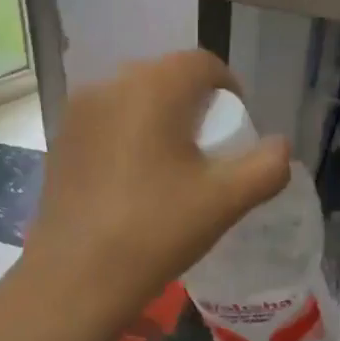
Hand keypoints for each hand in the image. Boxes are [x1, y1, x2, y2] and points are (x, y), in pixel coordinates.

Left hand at [24, 50, 291, 316]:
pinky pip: (106, 122)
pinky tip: (131, 181)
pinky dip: (127, 136)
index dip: (229, 89)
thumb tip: (280, 147)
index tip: (236, 130)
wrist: (75, 277)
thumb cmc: (155, 231)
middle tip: (207, 151)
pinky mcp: (60, 140)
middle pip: (165, 77)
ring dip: (158, 120)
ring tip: (170, 168)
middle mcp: (110, 85)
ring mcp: (77, 112)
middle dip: (193, 105)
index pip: (202, 64)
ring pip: (132, 99)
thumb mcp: (225, 202)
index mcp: (152, 87)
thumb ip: (266, 167)